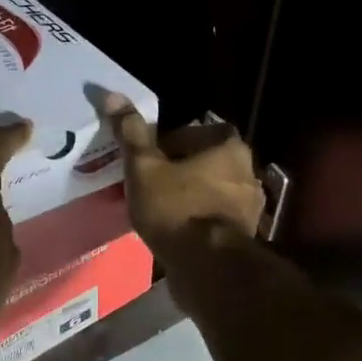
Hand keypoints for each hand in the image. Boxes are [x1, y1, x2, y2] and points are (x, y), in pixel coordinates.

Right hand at [103, 94, 264, 259]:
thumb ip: (131, 133)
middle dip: (178, 171)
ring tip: (159, 212)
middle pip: (203, 161)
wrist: (207, 266)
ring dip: (189, 196)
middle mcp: (247, 169)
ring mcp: (250, 203)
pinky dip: (198, 220)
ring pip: (210, 190)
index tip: (144, 162)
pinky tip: (176, 232)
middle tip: (148, 186)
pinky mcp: (245, 233)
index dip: (163, 145)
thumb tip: (111, 94)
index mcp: (227, 144)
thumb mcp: (144, 167)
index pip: (191, 131)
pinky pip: (215, 217)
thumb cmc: (175, 207)